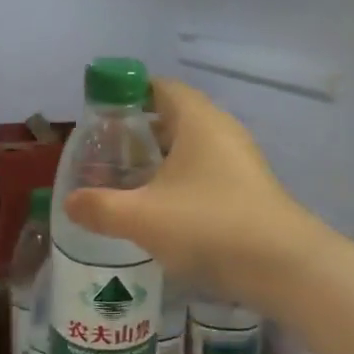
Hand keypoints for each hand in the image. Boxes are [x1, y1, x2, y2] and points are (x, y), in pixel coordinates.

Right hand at [63, 78, 317, 306]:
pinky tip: (160, 211)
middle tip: (104, 154)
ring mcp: (240, 161)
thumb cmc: (208, 225)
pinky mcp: (248, 190)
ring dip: (158, 161)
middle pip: (173, 117)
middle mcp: (221, 131)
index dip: (126, 95)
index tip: (98, 117)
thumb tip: (70, 202)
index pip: (159, 87)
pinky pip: (205, 173)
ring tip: (125, 183)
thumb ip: (99, 207)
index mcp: (197, 119)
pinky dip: (179, 182)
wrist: (284, 267)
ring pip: (190, 148)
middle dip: (137, 132)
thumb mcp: (141, 217)